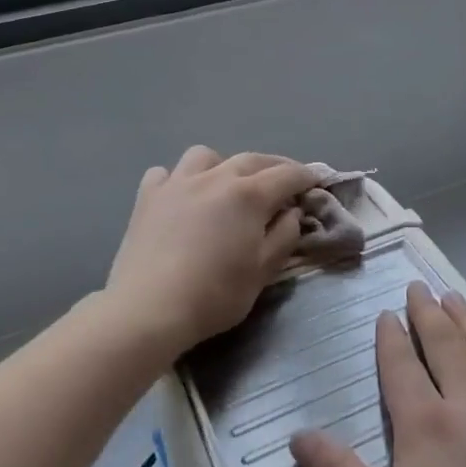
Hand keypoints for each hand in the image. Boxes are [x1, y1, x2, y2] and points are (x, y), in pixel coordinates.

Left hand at [105, 146, 317, 354]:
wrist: (149, 309)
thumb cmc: (215, 294)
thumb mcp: (263, 271)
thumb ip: (283, 236)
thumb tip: (291, 213)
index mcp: (248, 195)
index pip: (287, 175)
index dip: (306, 176)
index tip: (317, 180)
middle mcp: (215, 177)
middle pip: (252, 159)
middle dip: (274, 166)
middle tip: (285, 181)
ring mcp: (177, 183)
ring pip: (206, 156)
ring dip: (224, 165)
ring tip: (227, 184)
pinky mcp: (147, 197)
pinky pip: (166, 173)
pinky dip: (179, 179)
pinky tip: (182, 196)